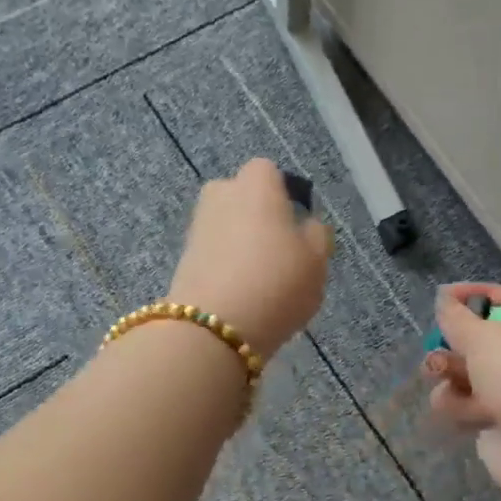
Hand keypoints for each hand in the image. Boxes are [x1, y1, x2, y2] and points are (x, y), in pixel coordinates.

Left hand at [168, 158, 332, 358]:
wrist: (215, 328)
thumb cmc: (277, 283)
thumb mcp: (317, 260)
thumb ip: (316, 235)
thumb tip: (306, 225)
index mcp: (256, 184)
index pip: (269, 172)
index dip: (284, 194)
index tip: (297, 225)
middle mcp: (221, 195)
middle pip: (242, 198)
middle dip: (258, 218)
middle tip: (280, 253)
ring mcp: (197, 227)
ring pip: (227, 228)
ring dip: (242, 246)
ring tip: (263, 282)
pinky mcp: (183, 259)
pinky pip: (215, 254)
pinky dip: (227, 268)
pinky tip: (243, 296)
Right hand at [421, 284, 500, 500]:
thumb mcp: (483, 335)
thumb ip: (456, 317)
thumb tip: (444, 297)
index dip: (473, 294)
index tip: (441, 298)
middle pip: (480, 340)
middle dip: (452, 344)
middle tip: (435, 349)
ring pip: (469, 374)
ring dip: (448, 374)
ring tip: (438, 378)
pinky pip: (468, 406)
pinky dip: (457, 406)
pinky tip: (454, 410)